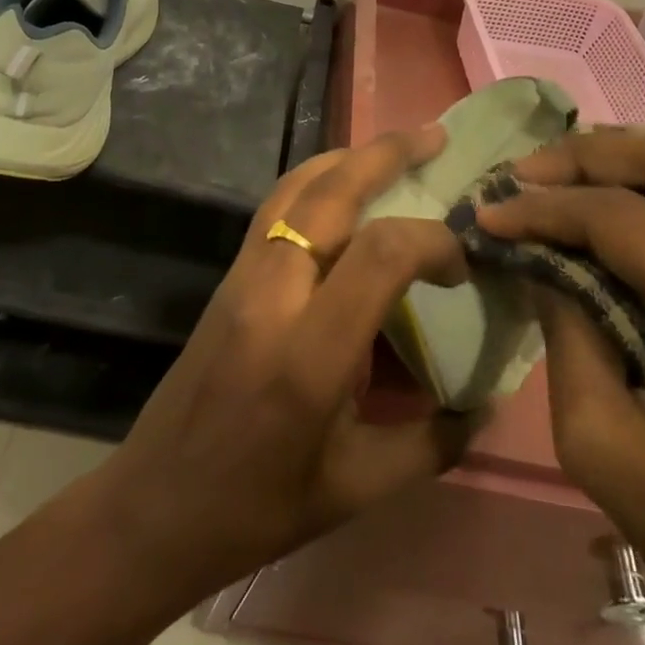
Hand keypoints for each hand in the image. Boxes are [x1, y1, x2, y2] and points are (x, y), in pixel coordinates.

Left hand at [85, 125, 477, 601]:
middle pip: (330, 194)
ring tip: (394, 148)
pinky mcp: (226, 277)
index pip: (380, 255)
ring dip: (347, 158)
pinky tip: (342, 185)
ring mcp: (241, 278)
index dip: (432, 243)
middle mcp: (272, 296)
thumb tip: (488, 403)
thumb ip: (434, 443)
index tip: (461, 267)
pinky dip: (315, 179)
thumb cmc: (259, 507)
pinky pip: (274, 206)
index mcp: (309, 355)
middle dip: (387, 155)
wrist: (155, 504)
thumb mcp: (358, 488)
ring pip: (295, 187)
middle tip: (435, 137)